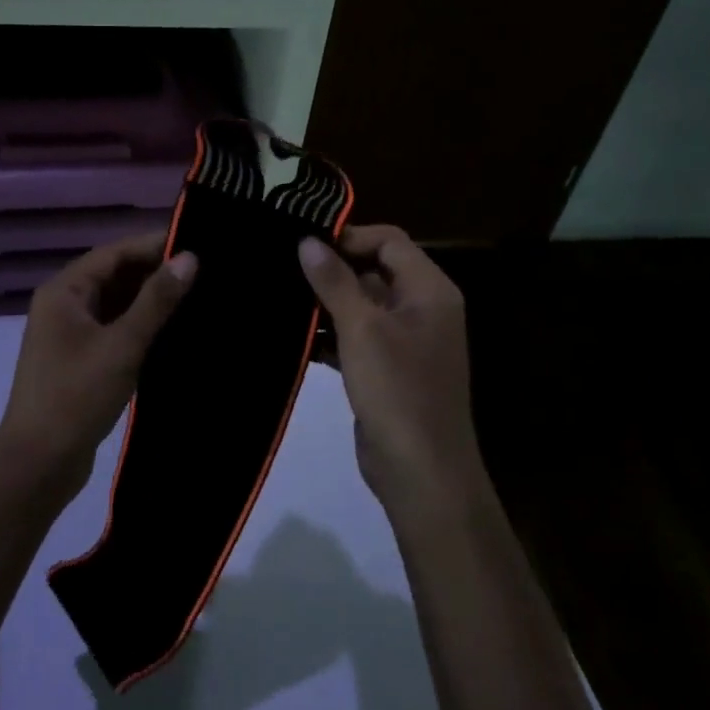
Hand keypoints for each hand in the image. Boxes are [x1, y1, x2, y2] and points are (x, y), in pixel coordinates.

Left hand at [0, 232, 197, 504]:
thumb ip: (156, 301)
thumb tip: (189, 257)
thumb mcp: (122, 345)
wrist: (38, 464)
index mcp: (64, 291)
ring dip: (149, 301)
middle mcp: (63, 305)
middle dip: (154, 273)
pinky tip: (173, 330)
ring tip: (196, 296)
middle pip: (114, 276)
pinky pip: (114, 329)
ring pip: (115, 304)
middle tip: (204, 271)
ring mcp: (70, 334)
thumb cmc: (76, 396)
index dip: (152, 245)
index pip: (114, 253)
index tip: (196, 242)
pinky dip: (140, 326)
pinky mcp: (80, 360)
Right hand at [298, 226, 479, 509]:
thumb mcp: (362, 329)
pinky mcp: (386, 369)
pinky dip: (329, 336)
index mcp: (429, 291)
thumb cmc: (397, 390)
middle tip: (283, 267)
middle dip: (331, 270)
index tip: (304, 244)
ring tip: (280, 298)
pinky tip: (294, 339)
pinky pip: (355, 338)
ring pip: (361, 306)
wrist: (421, 472)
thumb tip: (307, 241)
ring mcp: (405, 342)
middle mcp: (422, 309)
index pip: (389, 242)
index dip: (349, 237)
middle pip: (374, 271)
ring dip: (325, 303)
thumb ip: (334, 281)